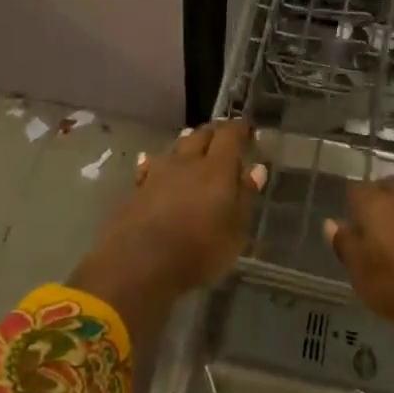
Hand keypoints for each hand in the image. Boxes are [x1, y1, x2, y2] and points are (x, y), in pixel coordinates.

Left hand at [69, 121, 265, 339]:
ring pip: (176, 147)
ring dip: (187, 143)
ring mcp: (158, 172)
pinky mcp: (137, 188)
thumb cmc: (198, 251)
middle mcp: (187, 162)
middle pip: (201, 135)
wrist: (138, 264)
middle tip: (222, 136)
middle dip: (214, 132)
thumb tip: (256, 169)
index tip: (247, 128)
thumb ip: (244, 197)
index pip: (230, 135)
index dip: (239, 128)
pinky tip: (156, 165)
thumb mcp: (234, 232)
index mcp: (217, 168)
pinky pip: (151, 165)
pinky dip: (160, 163)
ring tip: (193, 144)